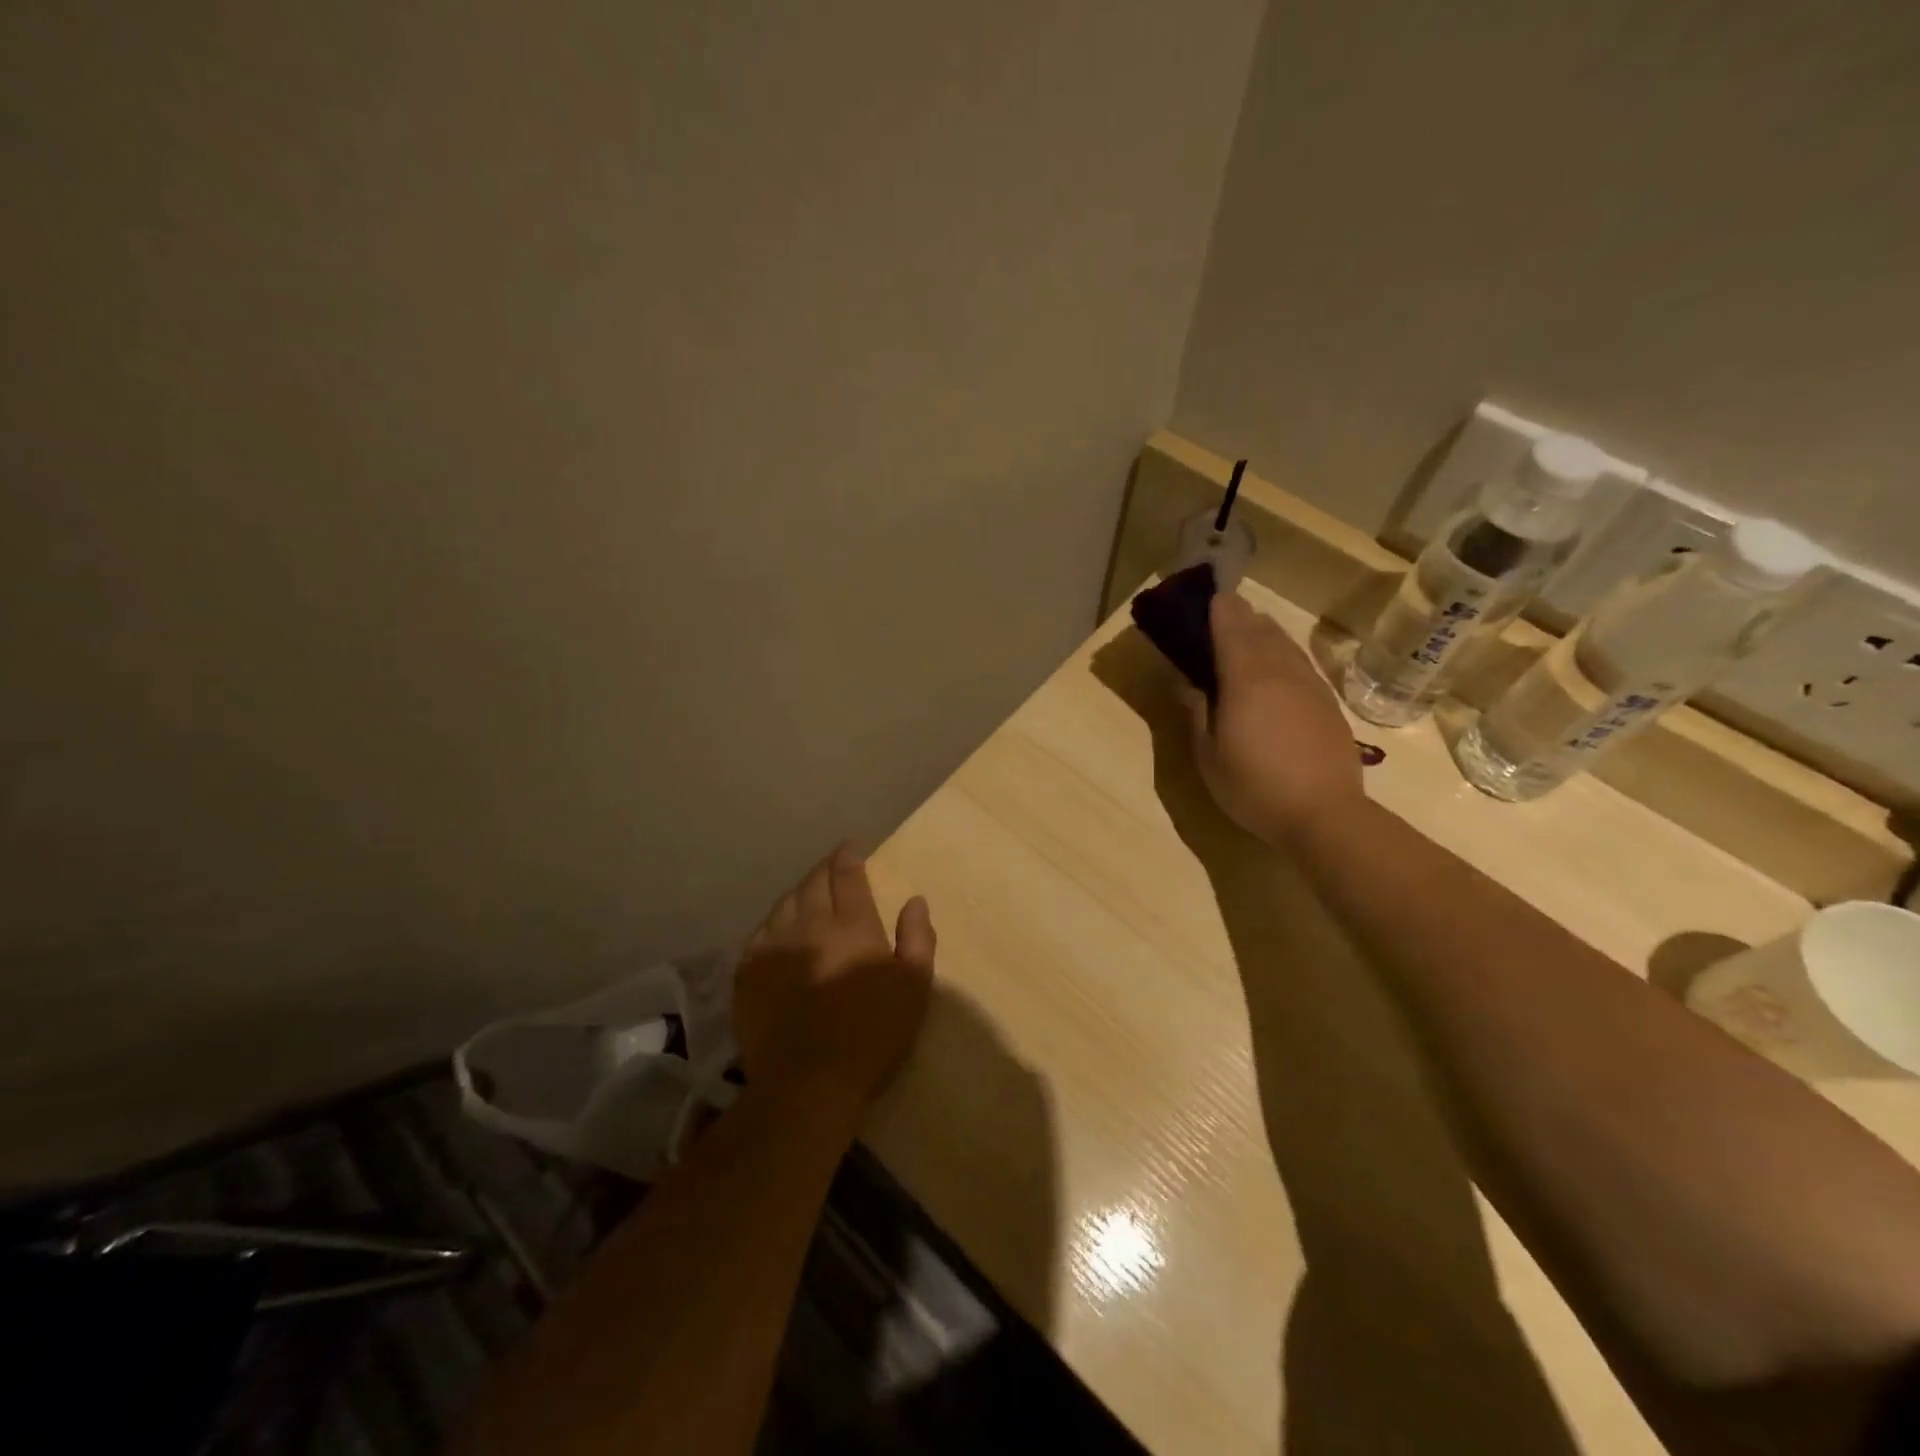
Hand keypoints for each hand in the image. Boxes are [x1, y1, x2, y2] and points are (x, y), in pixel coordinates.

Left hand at [733, 845, 935, 1114]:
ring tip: (807, 893)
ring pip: (784, 903)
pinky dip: (774, 922)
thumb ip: (917, 938)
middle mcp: (809, 923)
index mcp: (851, 924)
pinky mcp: (748, 972)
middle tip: (831, 865)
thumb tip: (915, 899)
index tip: (851, 848)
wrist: (808, 1082)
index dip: (848, 857)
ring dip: (799, 892)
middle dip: (824, 869)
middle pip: (813, 883)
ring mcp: (773, 946)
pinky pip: (760, 932)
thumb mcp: (913, 987)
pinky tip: (778, 928)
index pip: (846, 876)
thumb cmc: (871, 1034)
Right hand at [1180, 592, 1364, 844]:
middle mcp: (1280, 671)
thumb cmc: (1254, 786)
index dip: (1218, 609)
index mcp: (1246, 678)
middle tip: (1222, 611)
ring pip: (1285, 643)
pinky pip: (1300, 662)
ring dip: (1265, 630)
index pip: (1231, 628)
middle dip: (1241, 615)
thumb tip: (1187, 684)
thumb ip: (1196, 713)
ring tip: (1249, 628)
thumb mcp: (1208, 755)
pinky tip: (1278, 662)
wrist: (1324, 814)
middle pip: (1260, 628)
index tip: (1206, 596)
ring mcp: (1309, 685)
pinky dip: (1283, 652)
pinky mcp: (1327, 702)